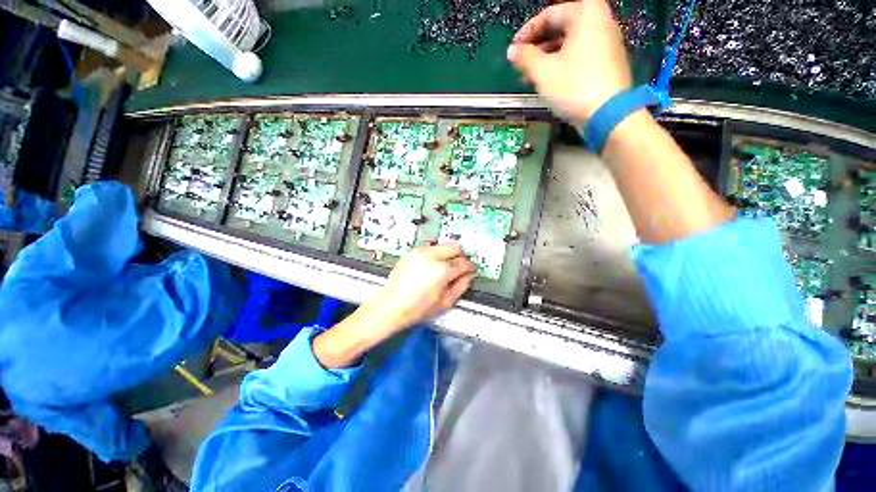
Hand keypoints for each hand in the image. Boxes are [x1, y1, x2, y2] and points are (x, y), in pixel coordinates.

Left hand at [367, 244, 477, 331]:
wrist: (391, 305)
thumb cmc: (419, 309)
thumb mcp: (445, 302)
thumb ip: (461, 286)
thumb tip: (470, 275)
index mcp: (442, 270)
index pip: (463, 263)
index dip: (470, 267)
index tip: (472, 271)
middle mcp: (432, 255)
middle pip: (455, 247)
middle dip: (460, 257)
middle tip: (459, 268)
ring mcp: (420, 251)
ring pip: (443, 245)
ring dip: (448, 254)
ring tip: (445, 268)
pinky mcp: (412, 252)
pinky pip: (431, 248)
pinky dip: (436, 254)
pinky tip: (432, 267)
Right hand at [507, 1, 631, 127]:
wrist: (607, 114)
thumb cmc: (574, 86)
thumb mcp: (543, 71)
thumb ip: (524, 57)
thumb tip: (512, 51)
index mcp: (585, 13)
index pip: (548, 15)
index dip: (527, 33)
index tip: (513, 50)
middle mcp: (600, 20)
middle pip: (560, 28)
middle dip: (537, 48)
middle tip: (520, 65)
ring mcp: (606, 41)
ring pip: (568, 44)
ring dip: (546, 59)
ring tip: (529, 78)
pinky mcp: (607, 61)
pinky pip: (579, 55)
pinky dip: (561, 65)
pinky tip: (547, 81)